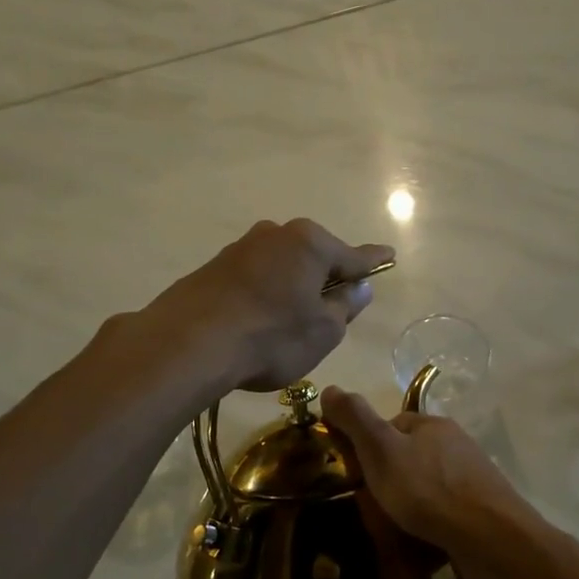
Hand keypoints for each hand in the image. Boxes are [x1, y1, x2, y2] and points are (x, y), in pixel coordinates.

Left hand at [151, 220, 392, 393]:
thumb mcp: (323, 331)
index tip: (389, 255)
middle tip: (332, 308)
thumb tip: (358, 287)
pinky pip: (253, 279)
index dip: (373, 262)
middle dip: (325, 277)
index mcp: (310, 243)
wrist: (189, 344)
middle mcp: (275, 234)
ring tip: (289, 324)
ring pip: (280, 267)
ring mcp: (240, 248)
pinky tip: (256, 323)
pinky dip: (263, 296)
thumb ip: (344, 306)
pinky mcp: (213, 268)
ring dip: (290, 287)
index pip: (353, 255)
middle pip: (313, 257)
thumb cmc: (272, 336)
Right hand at [320, 386, 542, 578]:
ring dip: (412, 503)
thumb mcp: (381, 450)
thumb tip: (330, 388)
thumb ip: (355, 419)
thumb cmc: (429, 490)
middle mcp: (457, 445)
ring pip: (430, 485)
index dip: (369, 447)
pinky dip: (432, 522)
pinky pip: (447, 511)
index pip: (392, 426)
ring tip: (392, 529)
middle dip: (391, 477)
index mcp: (433, 425)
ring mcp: (473, 478)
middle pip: (411, 456)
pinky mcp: (483, 511)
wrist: (491, 538)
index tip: (354, 475)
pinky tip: (422, 541)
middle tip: (370, 506)